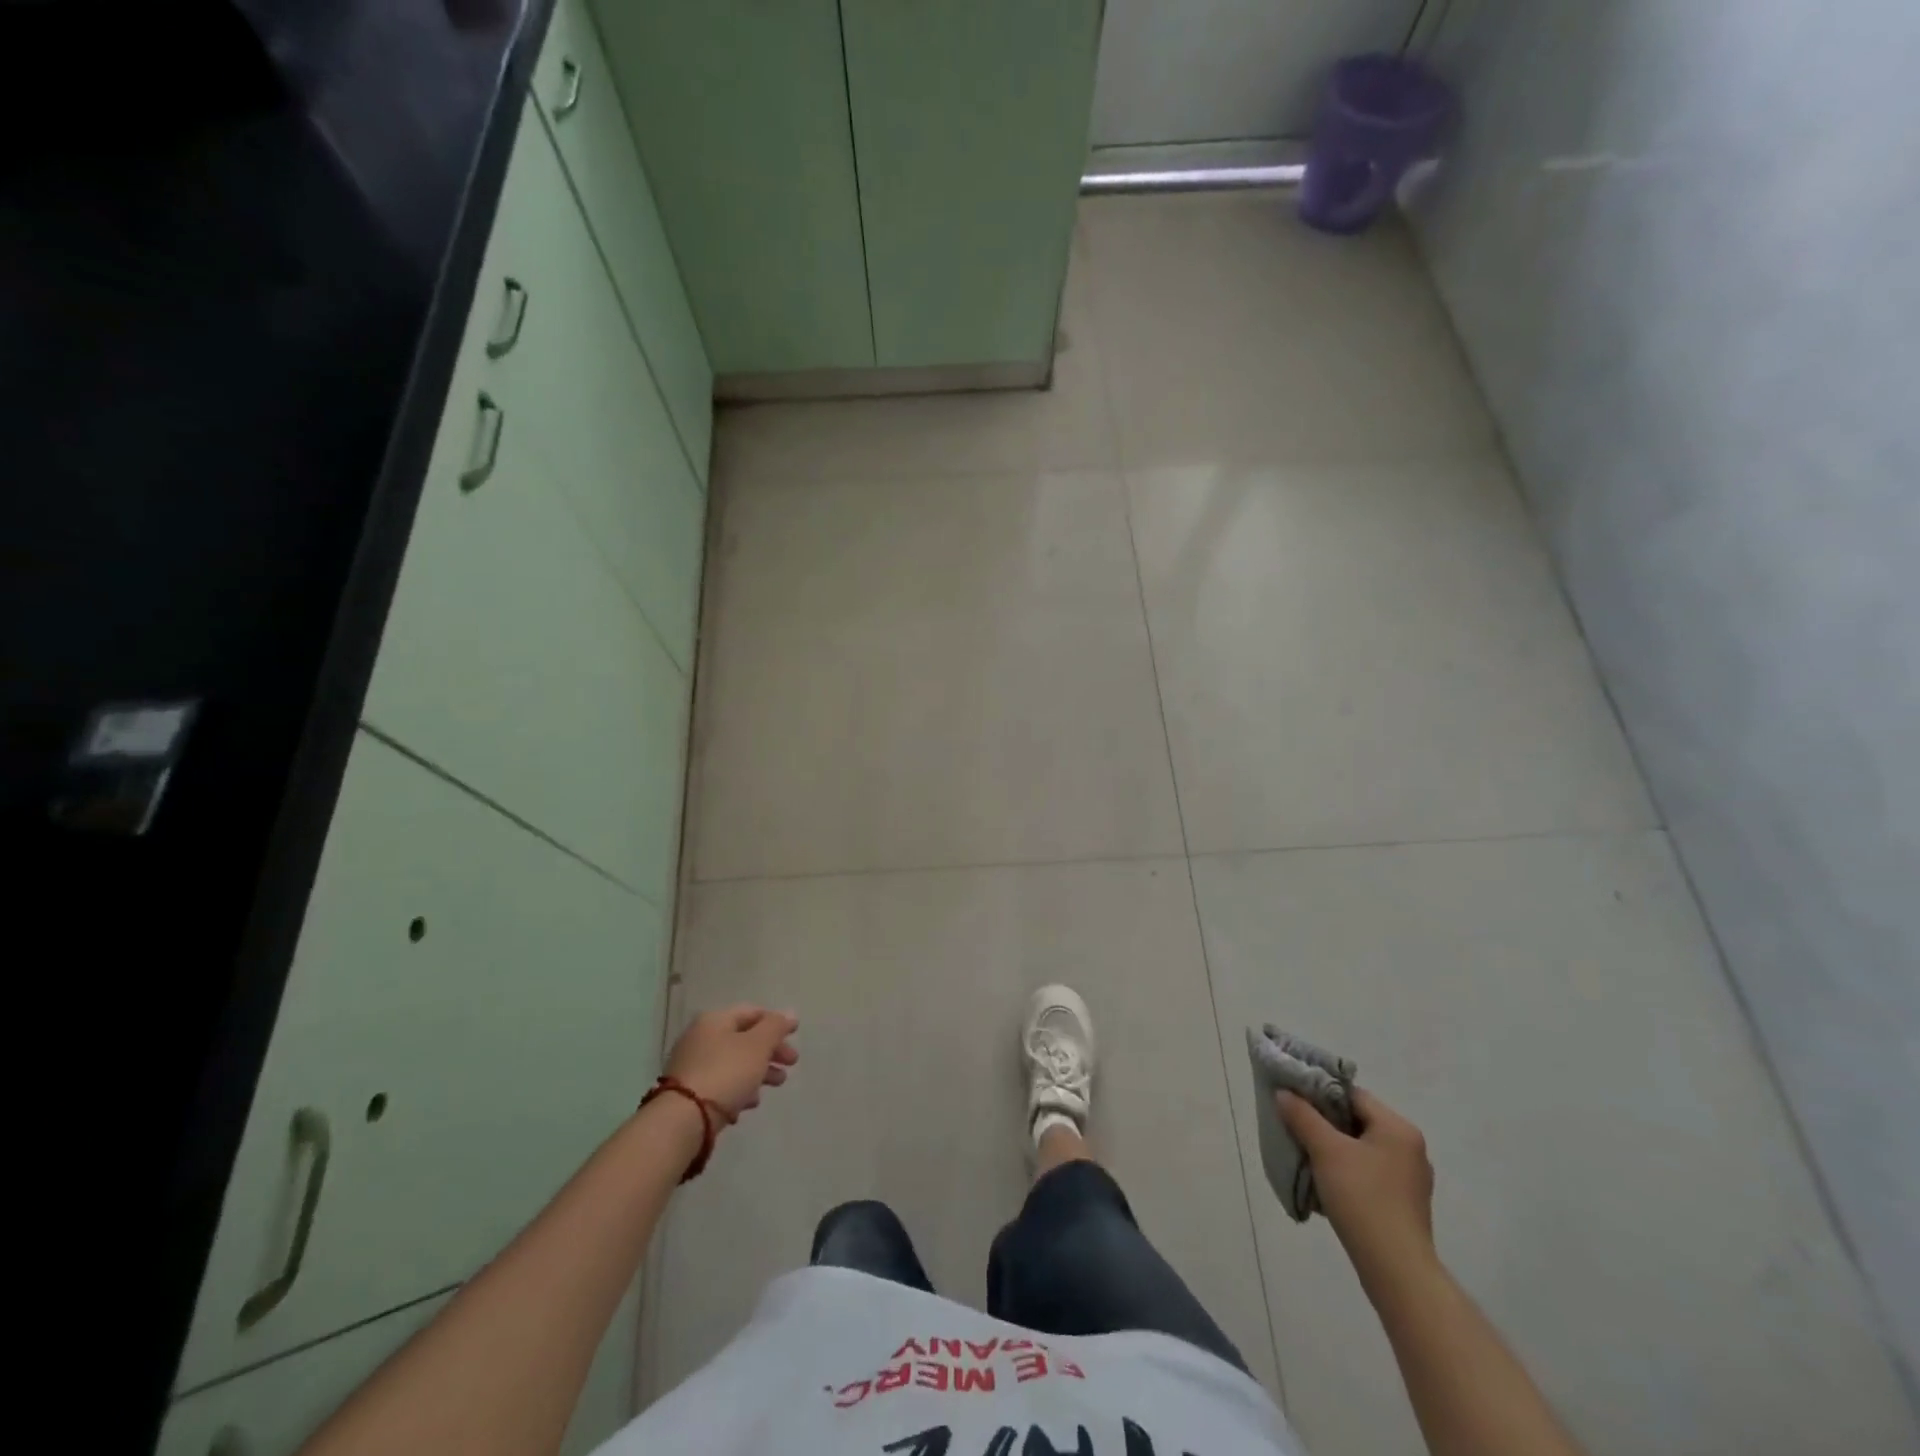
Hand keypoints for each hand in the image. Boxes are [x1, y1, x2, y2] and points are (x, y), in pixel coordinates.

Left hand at [665, 1004, 799, 1120]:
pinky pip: (721, 1084)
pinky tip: (749, 1104)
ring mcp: (692, 1066)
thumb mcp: (758, 1045)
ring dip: (759, 1072)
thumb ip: (776, 1027)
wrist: (683, 1120)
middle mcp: (700, 1038)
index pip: (752, 1012)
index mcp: (715, 1020)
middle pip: (744, 1039)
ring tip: (776, 1085)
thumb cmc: (726, 1073)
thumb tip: (790, 1014)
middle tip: (791, 1065)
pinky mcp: (689, 1093)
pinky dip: (739, 1090)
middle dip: (771, 1051)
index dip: (776, 1022)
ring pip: (734, 1063)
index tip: (795, 1036)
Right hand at [1280, 1086, 1435, 1281]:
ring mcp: (1409, 1179)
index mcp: (1398, 1128)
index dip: (1320, 1093)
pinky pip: (1368, 1173)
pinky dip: (1346, 1171)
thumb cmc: (1362, 1198)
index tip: (1292, 1100)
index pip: (1352, 1094)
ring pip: (1360, 1148)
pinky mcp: (1404, 1204)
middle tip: (1294, 1126)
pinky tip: (1326, 1185)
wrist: (1396, 1271)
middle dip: (1323, 1123)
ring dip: (1332, 1149)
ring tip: (1305, 1156)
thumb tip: (1284, 1093)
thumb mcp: (1326, 1150)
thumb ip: (1302, 1116)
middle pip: (1356, 1120)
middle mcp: (1410, 1148)